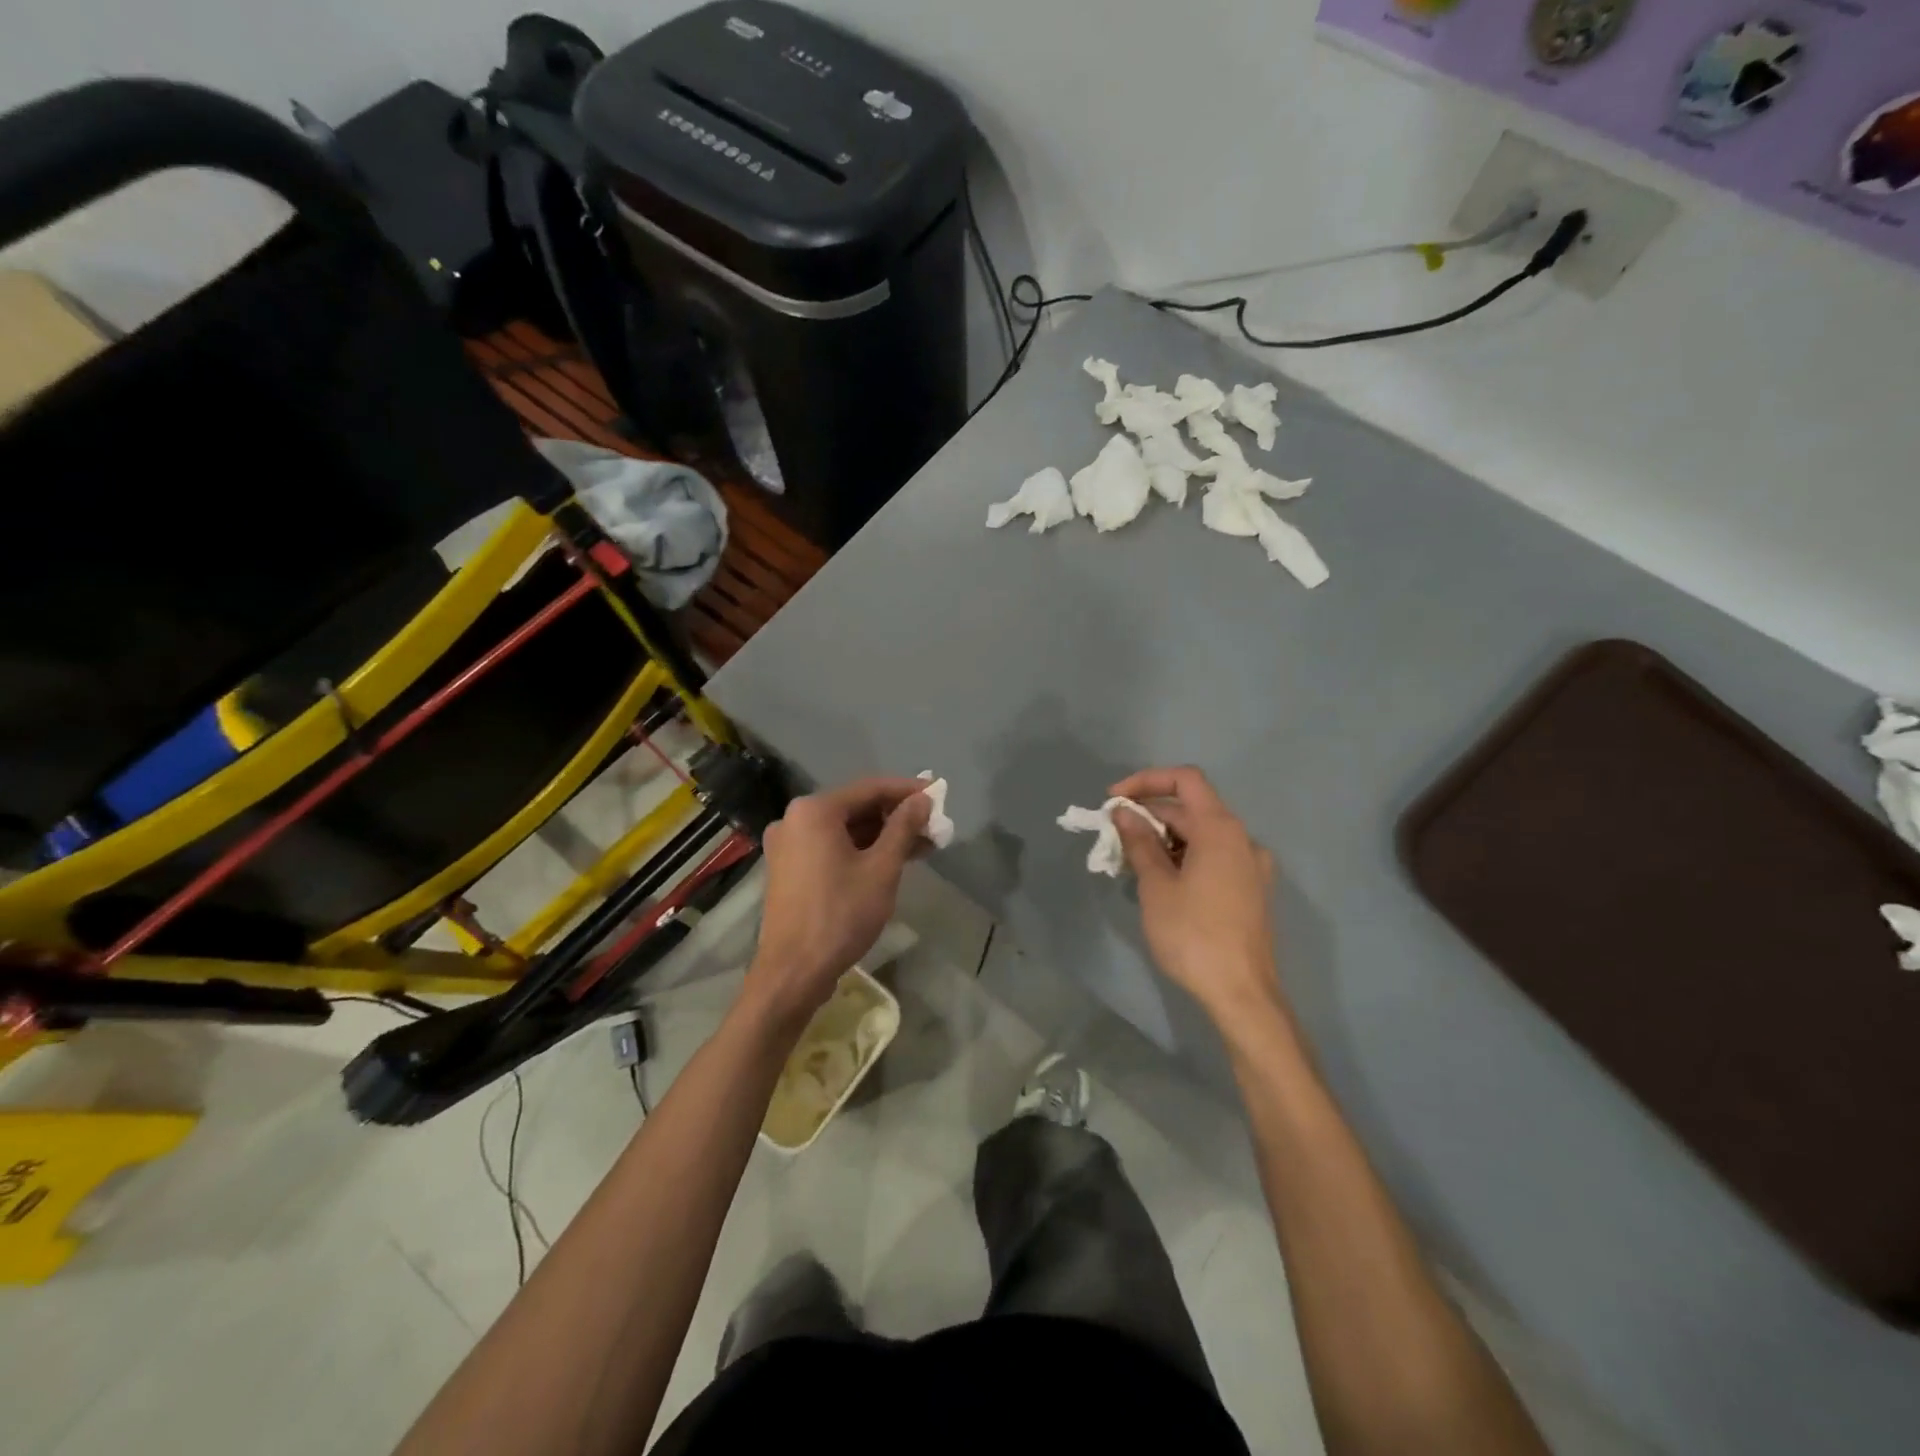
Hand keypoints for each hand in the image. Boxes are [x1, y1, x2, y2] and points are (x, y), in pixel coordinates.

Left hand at [743, 777, 930, 1027]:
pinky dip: (860, 850)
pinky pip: (831, 847)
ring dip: (881, 835)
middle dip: (896, 816)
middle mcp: (795, 819)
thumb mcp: (881, 869)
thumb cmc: (841, 915)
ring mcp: (788, 845)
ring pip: (844, 829)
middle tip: (933, 826)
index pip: (870, 788)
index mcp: (814, 810)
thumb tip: (922, 800)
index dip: (907, 790)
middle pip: (855, 807)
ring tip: (921, 846)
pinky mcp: (789, 868)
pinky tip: (890, 861)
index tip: (938, 795)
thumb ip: (903, 828)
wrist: (793, 972)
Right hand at [1110, 766, 1284, 1028]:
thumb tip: (1125, 813)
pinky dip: (1184, 858)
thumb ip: (1140, 842)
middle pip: (1191, 809)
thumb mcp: (1157, 886)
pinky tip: (1161, 883)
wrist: (1242, 994)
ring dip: (1164, 840)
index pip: (1185, 779)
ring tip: (1131, 865)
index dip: (1146, 781)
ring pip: (1201, 835)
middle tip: (1113, 840)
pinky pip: (1213, 857)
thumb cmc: (1193, 935)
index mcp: (1221, 829)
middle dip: (1149, 816)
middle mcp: (1242, 839)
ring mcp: (1251, 865)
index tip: (1114, 801)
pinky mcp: (1251, 890)